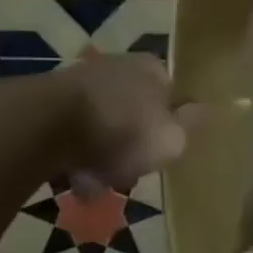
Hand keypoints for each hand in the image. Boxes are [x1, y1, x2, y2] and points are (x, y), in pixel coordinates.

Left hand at [56, 55, 188, 189]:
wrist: (43, 125)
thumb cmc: (123, 131)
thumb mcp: (172, 137)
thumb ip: (191, 125)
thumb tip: (209, 108)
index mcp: (154, 70)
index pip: (173, 95)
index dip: (171, 126)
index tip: (163, 152)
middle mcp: (119, 68)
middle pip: (135, 112)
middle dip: (132, 145)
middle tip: (130, 174)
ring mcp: (80, 83)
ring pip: (102, 125)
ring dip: (101, 155)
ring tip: (96, 185)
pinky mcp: (45, 102)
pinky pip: (71, 134)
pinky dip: (74, 156)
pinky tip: (72, 179)